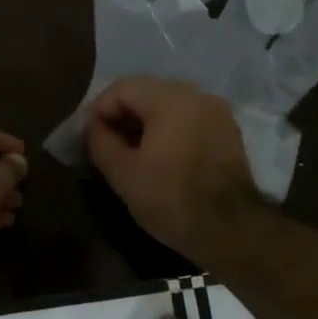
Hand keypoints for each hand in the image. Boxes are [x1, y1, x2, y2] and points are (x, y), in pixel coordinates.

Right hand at [84, 77, 260, 261]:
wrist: (231, 230)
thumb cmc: (171, 199)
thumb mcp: (123, 174)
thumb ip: (100, 142)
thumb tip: (92, 126)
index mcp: (170, 99)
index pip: (123, 88)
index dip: (98, 110)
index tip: (87, 136)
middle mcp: (197, 95)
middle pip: (147, 92)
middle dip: (121, 114)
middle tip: (104, 143)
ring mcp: (217, 112)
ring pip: (169, 105)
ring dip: (144, 122)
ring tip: (129, 151)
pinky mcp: (228, 131)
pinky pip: (188, 118)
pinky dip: (168, 129)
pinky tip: (158, 155)